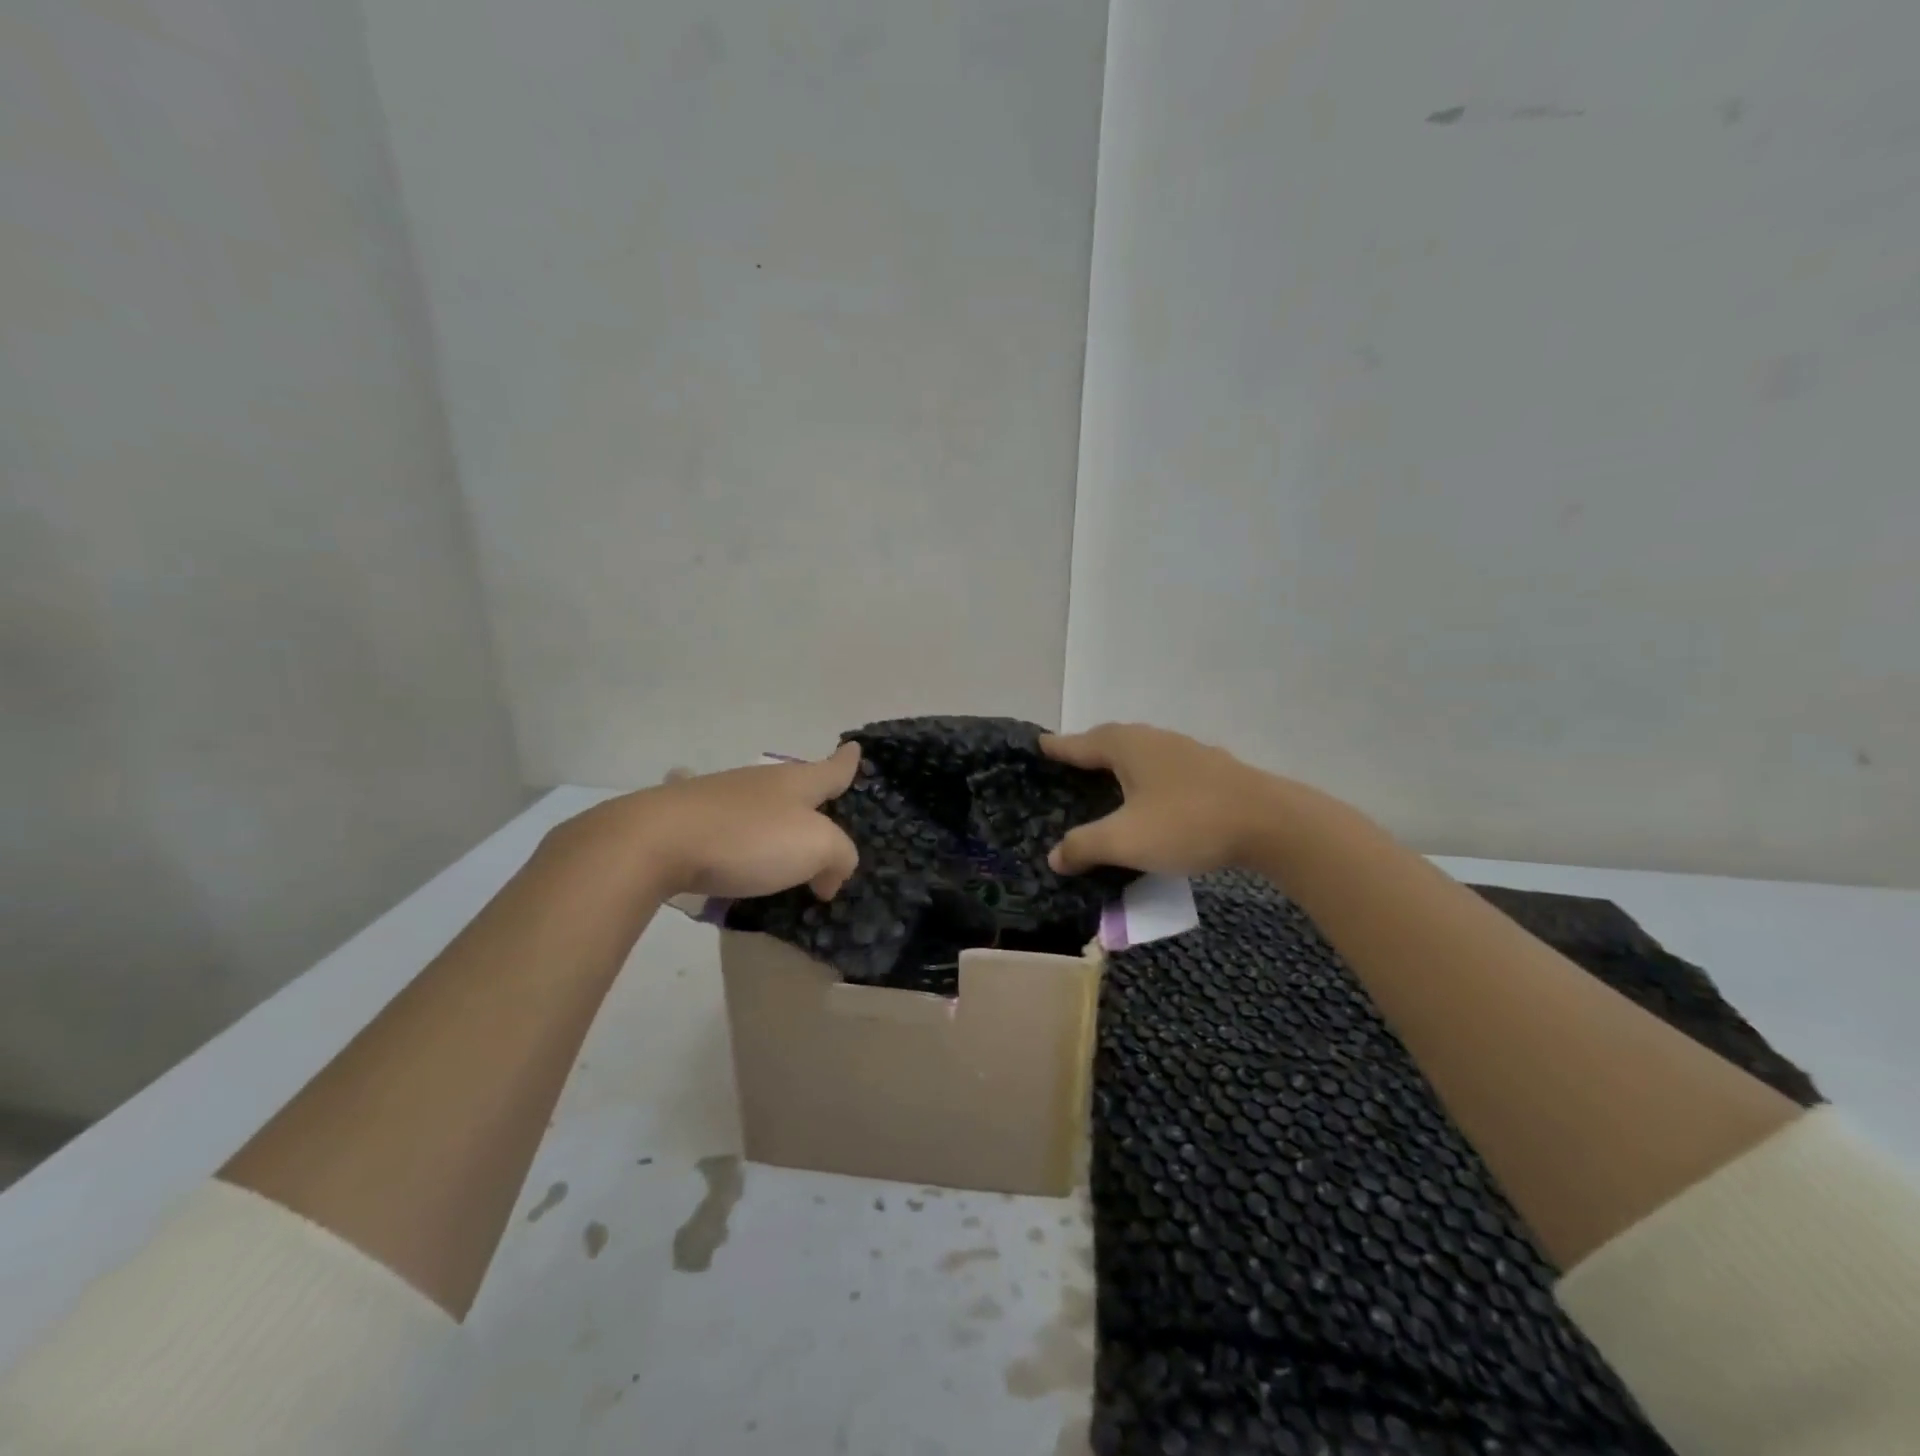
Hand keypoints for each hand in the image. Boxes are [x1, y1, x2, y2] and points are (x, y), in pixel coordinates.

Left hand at [558, 744, 862, 900]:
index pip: (831, 769)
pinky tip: (714, 833)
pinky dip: (726, 828)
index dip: (847, 762)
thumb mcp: (816, 848)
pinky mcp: (684, 815)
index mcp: (795, 783)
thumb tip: (830, 875)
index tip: (855, 747)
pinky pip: (717, 820)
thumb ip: (839, 857)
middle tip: (823, 813)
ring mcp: (718, 794)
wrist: (656, 841)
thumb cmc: (748, 839)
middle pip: (794, 784)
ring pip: (756, 801)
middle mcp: (760, 781)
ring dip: (770, 817)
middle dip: (810, 795)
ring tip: (776, 839)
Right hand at [1041, 723, 1280, 876]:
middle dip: (1088, 749)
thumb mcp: (1126, 840)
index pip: (1081, 743)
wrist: (1271, 823)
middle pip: (1111, 739)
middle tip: (1069, 762)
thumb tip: (1054, 856)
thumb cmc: (1188, 823)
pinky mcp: (1212, 770)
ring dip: (1120, 762)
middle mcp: (1154, 740)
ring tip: (1106, 779)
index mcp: (1127, 747)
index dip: (1058, 746)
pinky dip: (1147, 777)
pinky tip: (1152, 797)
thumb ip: (1085, 846)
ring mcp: (1187, 751)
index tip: (1039, 744)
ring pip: (1142, 751)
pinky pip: (1164, 767)